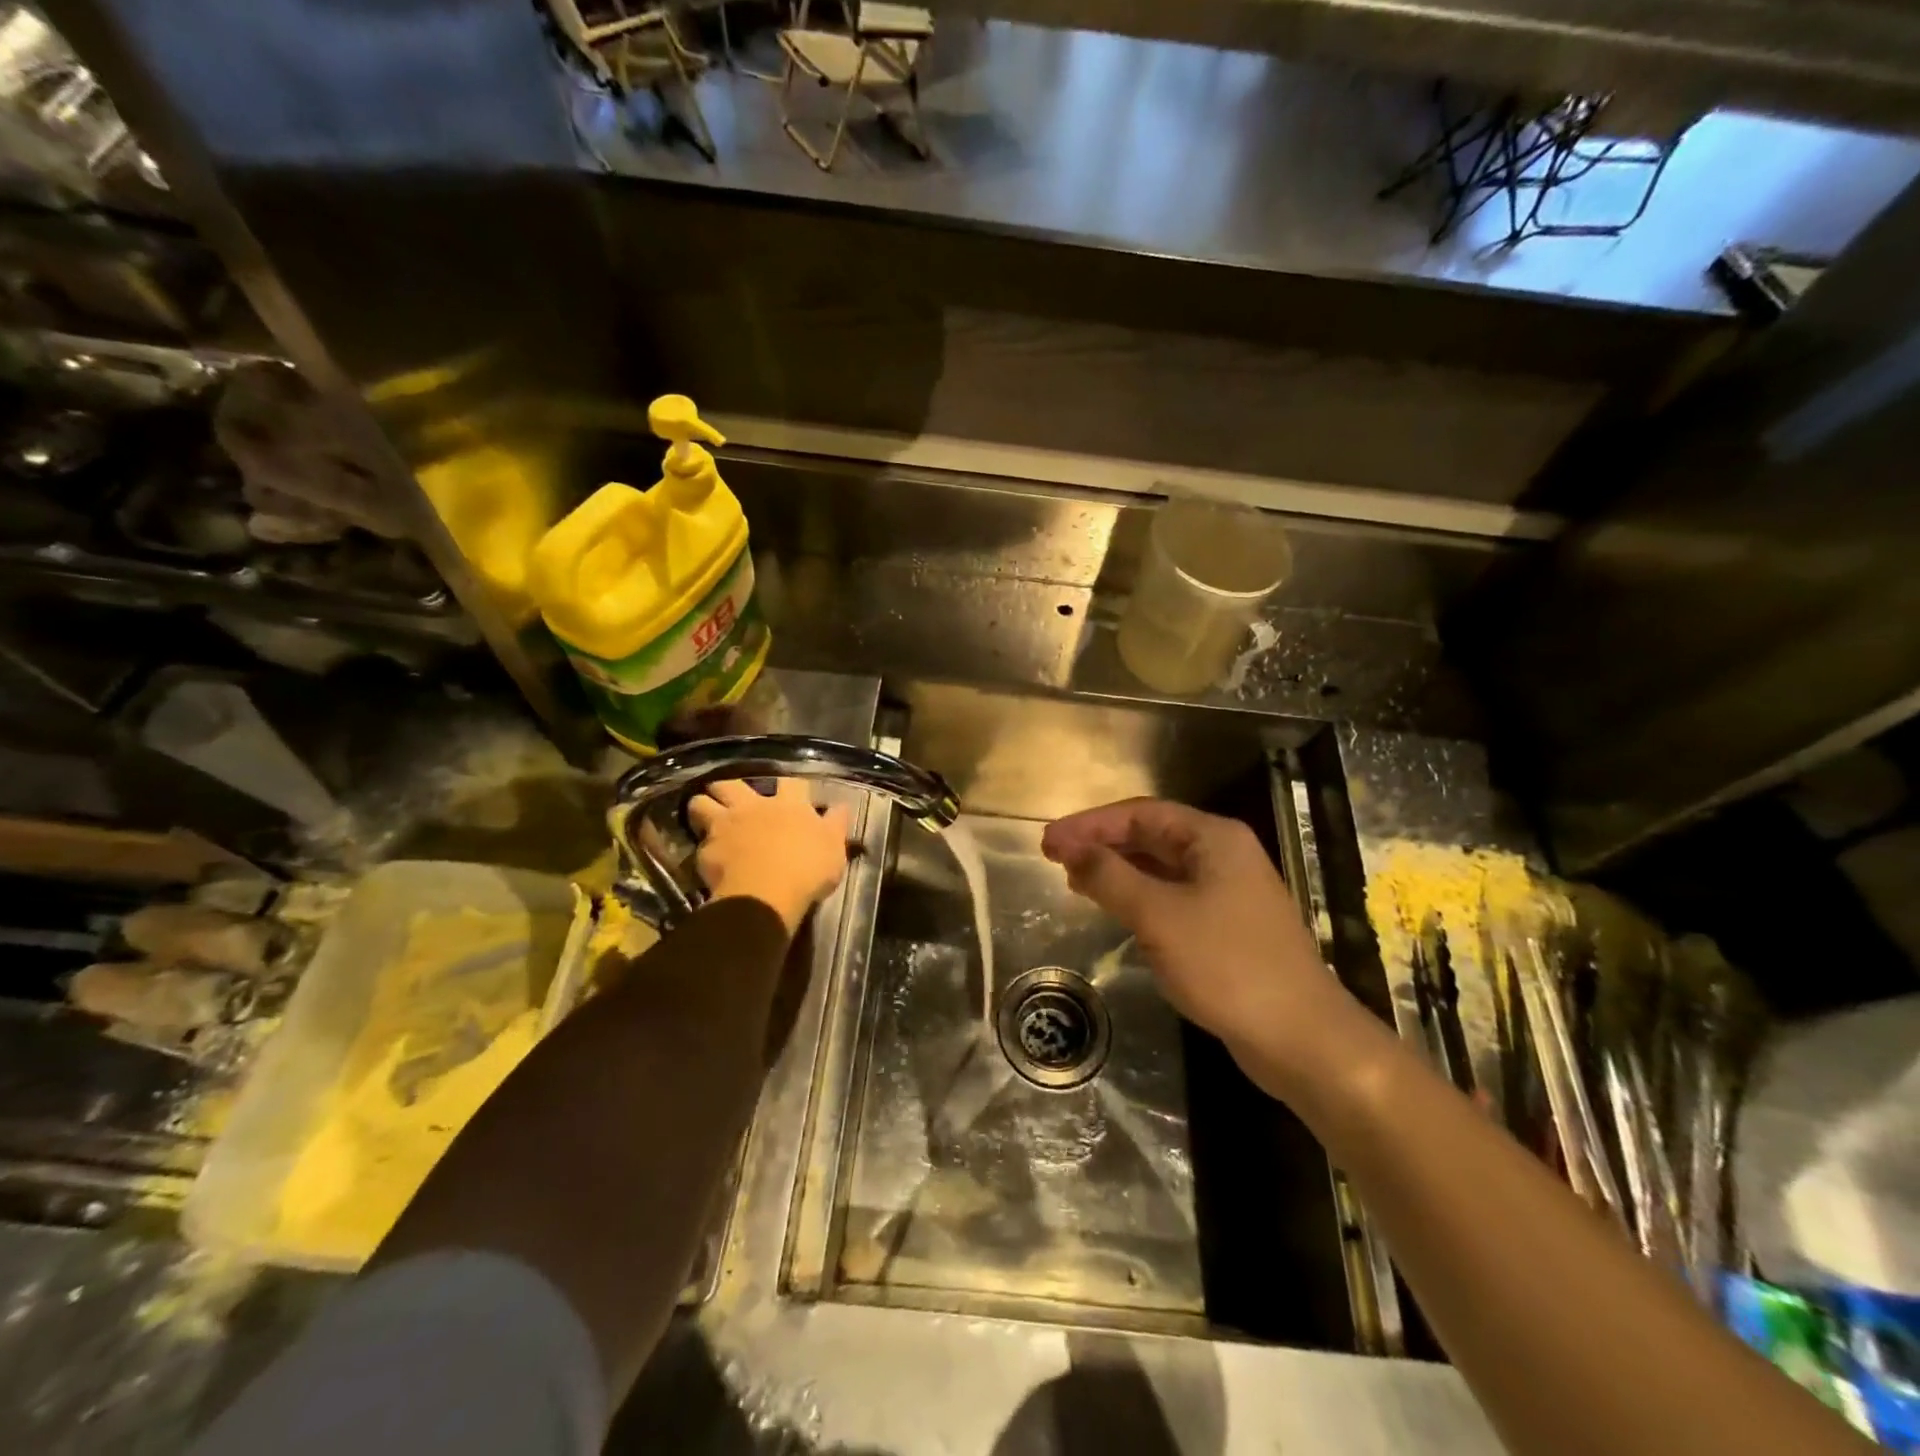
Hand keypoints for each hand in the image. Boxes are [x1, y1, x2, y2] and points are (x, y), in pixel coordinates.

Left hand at [688, 779, 851, 936]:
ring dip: (703, 807)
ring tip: (707, 818)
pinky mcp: (706, 851)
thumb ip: (835, 825)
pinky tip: (709, 858)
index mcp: (789, 805)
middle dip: (729, 787)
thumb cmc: (807, 871)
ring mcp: (725, 826)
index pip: (791, 782)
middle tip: (732, 799)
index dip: (790, 786)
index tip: (791, 794)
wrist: (766, 896)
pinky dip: (703, 848)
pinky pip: (699, 843)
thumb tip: (841, 805)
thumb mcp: (834, 848)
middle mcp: (753, 807)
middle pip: (731, 783)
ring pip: (701, 803)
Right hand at [1041, 798, 1360, 1096]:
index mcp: (1214, 838)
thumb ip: (1111, 877)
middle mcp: (1223, 855)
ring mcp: (1228, 892)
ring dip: (1117, 870)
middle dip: (1101, 844)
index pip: (1140, 814)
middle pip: (1151, 836)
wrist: (1301, 1037)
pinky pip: (1172, 898)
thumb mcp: (1159, 917)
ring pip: (1161, 868)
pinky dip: (1139, 897)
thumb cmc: (1228, 966)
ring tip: (1074, 880)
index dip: (1090, 824)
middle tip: (1054, 857)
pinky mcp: (1227, 926)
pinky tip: (1116, 911)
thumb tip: (1073, 850)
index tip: (1048, 841)